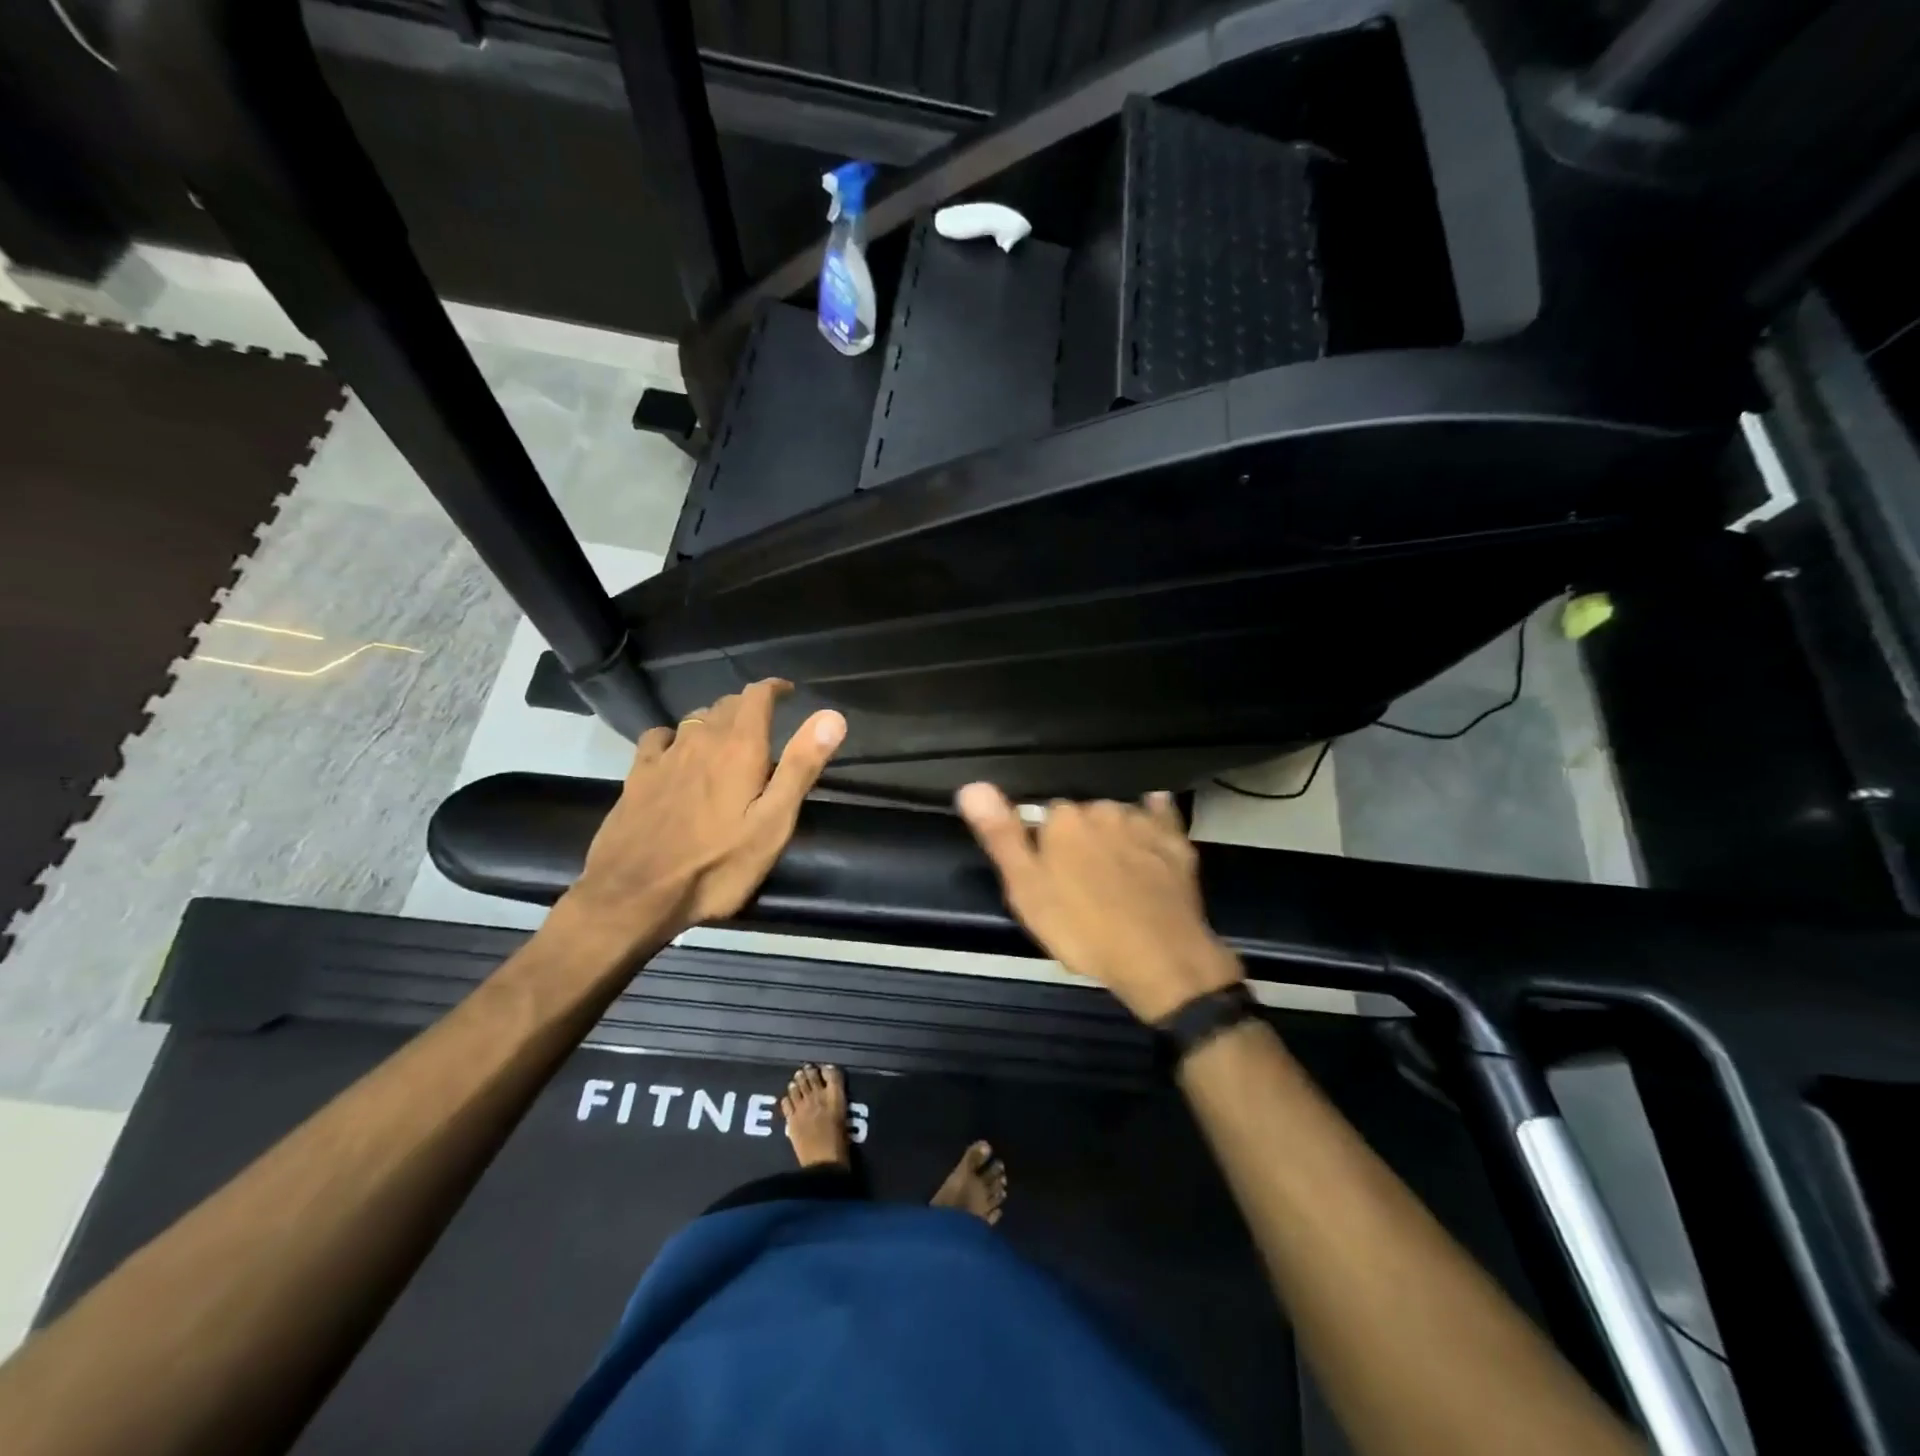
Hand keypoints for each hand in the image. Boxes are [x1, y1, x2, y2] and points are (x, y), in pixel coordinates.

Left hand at [566, 680, 845, 948]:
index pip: (756, 696)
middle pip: (726, 704)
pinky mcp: (638, 775)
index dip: (774, 688)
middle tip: (766, 724)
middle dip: (748, 707)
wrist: (635, 894)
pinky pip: (659, 738)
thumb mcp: (773, 823)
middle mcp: (701, 739)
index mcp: (739, 748)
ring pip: (695, 720)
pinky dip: (676, 737)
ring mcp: (665, 756)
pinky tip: (677, 753)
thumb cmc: (717, 864)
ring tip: (728, 739)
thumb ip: (800, 767)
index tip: (788, 692)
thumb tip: (832, 716)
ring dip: (716, 721)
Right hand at [955, 784, 1242, 1022]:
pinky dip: (1154, 817)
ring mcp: (1143, 823)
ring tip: (1113, 870)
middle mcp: (1103, 809)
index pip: (1045, 815)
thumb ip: (1001, 836)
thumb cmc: (1082, 928)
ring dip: (1113, 833)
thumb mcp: (1026, 890)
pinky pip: (1161, 815)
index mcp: (1063, 819)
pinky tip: (1151, 825)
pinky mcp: (1176, 842)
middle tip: (1079, 879)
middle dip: (1079, 838)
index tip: (1047, 872)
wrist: (1159, 958)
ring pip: (1118, 816)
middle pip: (1083, 815)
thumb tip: (971, 785)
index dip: (1044, 843)